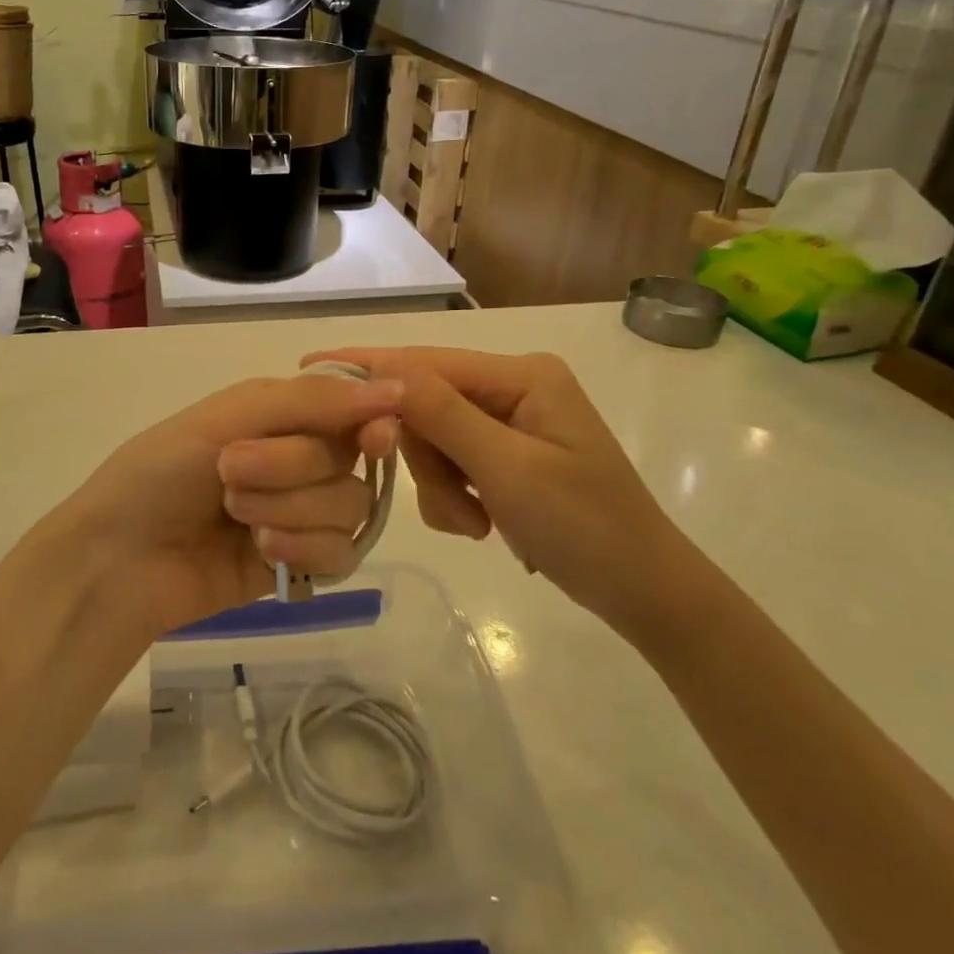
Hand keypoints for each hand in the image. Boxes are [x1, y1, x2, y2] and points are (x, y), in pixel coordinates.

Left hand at [46, 373, 402, 639]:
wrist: (118, 559)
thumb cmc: (161, 471)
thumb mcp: (229, 416)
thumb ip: (312, 402)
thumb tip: (398, 389)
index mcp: (282, 414)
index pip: (354, 409)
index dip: (371, 422)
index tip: (371, 437)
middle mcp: (299, 459)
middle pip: (347, 461)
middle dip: (290, 468)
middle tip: (230, 474)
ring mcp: (301, 514)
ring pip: (350, 508)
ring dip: (292, 510)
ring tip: (236, 518)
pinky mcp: (300, 564)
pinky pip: (342, 554)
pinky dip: (305, 549)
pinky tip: (263, 553)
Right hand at [307, 347, 701, 638]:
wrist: (644, 591)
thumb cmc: (586, 527)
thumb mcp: (508, 470)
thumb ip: (443, 415)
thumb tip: (383, 372)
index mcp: (520, 375)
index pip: (426, 362)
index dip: (368, 367)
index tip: (309, 370)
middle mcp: (511, 387)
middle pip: (426, 405)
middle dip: (428, 460)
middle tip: (457, 507)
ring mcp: (508, 422)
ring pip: (433, 440)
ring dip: (443, 488)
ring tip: (477, 525)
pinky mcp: (504, 454)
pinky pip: (451, 464)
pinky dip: (455, 497)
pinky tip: (485, 525)